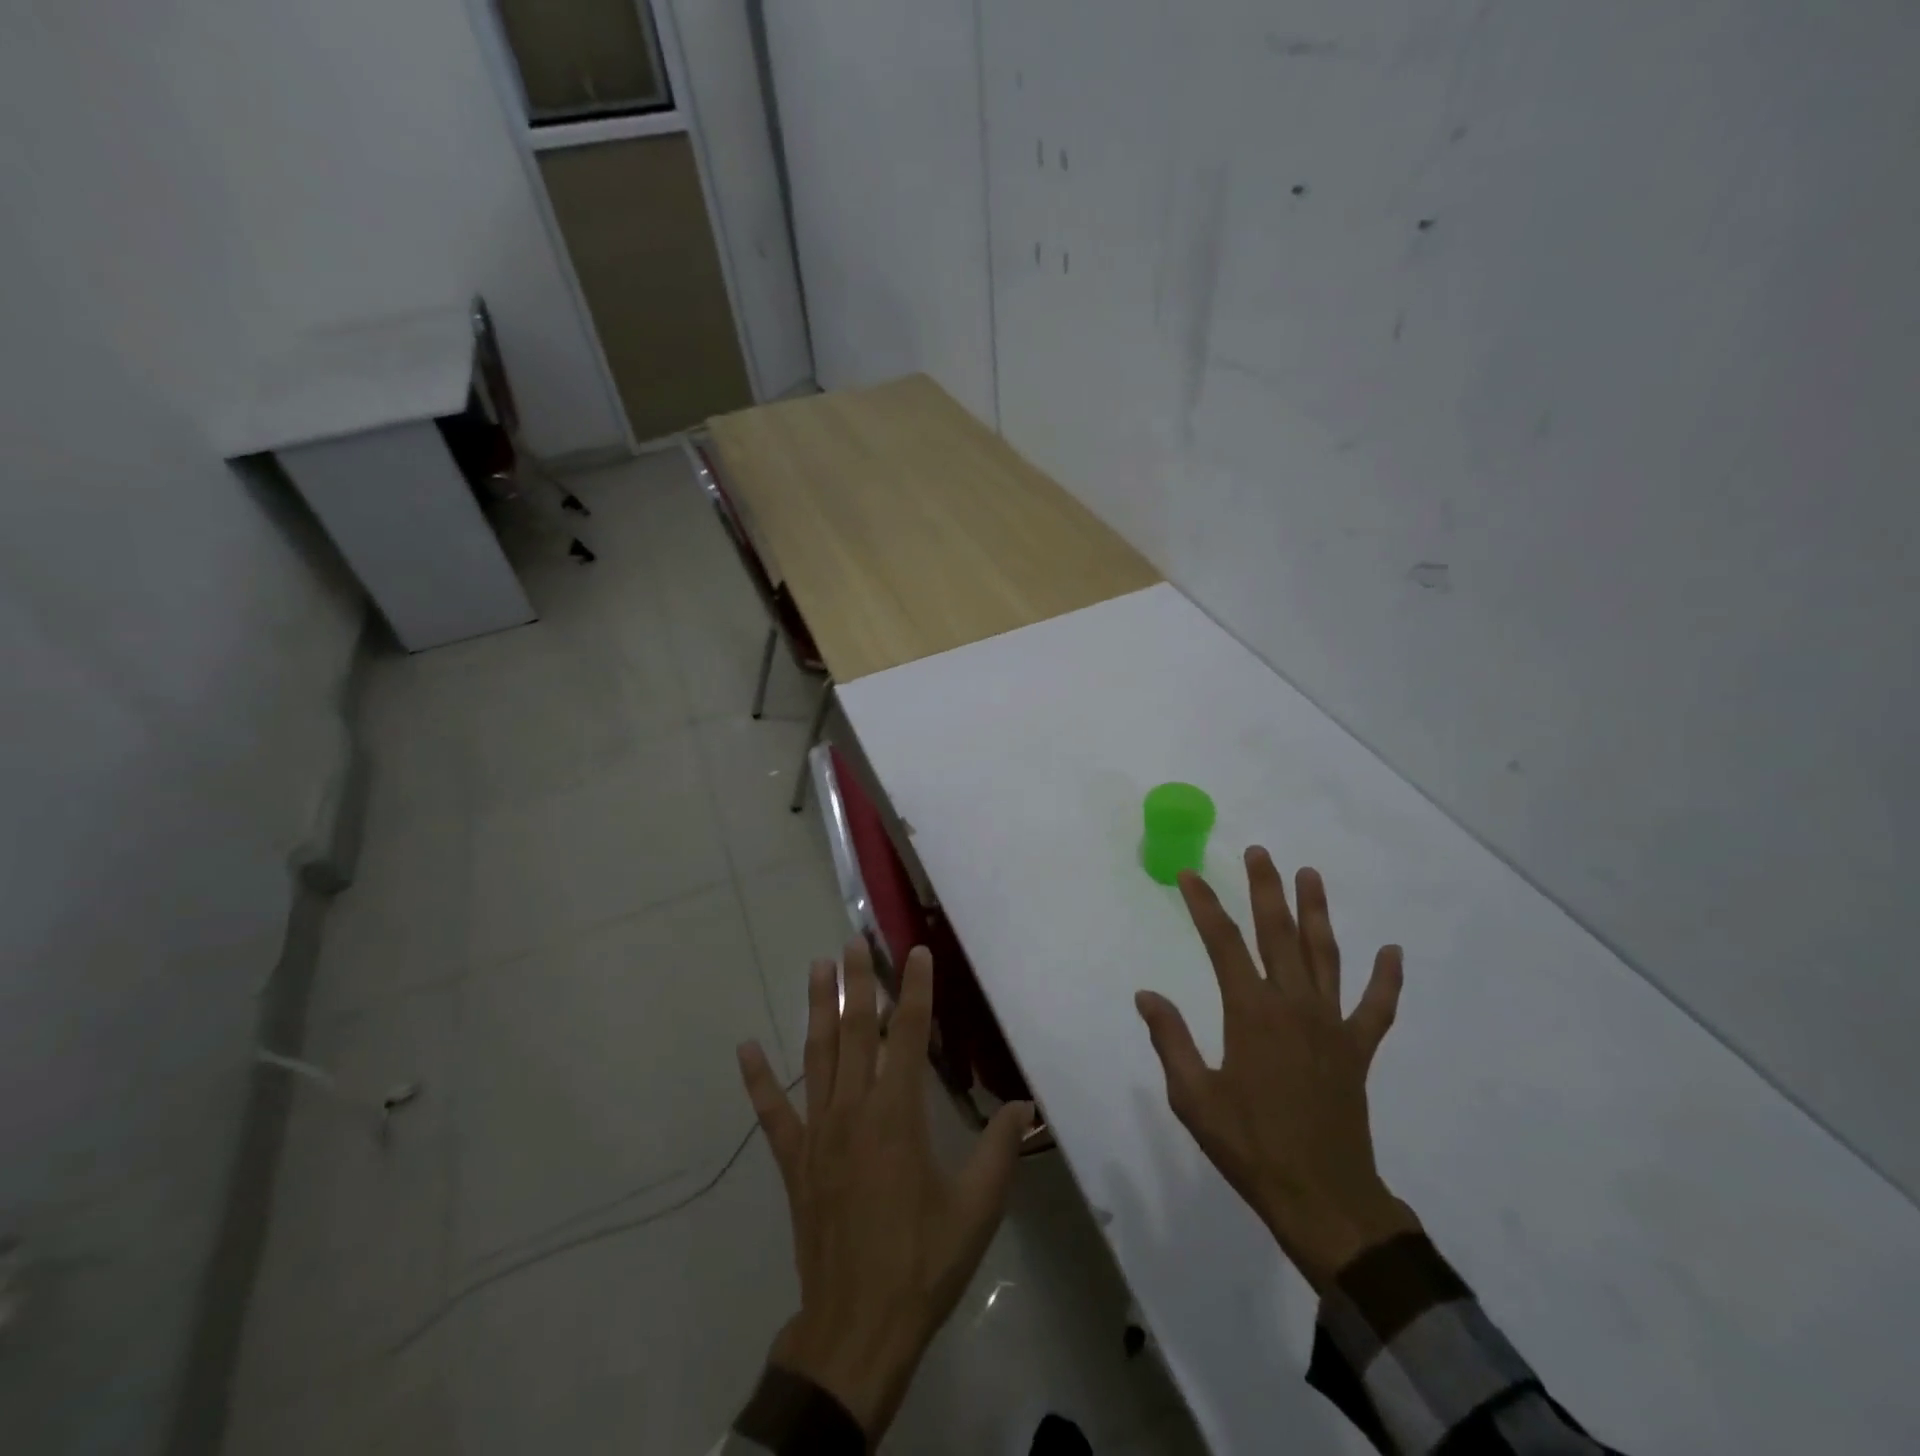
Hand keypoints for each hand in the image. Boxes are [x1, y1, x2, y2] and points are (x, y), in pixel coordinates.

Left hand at [737, 939, 1034, 1439]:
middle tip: (853, 940)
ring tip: (815, 967)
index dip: (914, 990)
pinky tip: (745, 1048)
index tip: (915, 952)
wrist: (857, 1329)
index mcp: (898, 1115)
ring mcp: (818, 1133)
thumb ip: (999, 1149)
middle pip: (855, 1031)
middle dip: (856, 982)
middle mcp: (853, 1110)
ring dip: (816, 1009)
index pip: (908, 1035)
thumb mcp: (977, 1208)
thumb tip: (1025, 1104)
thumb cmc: (922, 1262)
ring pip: (816, 1055)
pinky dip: (757, 1080)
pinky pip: (771, 1113)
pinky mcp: (794, 1162)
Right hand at [1136, 848, 1419, 1290]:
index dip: (1204, 904)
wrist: (1323, 1200)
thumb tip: (1146, 995)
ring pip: (1325, 955)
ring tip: (1310, 875)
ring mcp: (1331, 1025)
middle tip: (1260, 853)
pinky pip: (1376, 1007)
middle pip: (1277, 933)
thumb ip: (1171, 1039)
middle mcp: (1293, 1005)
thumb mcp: (1193, 1097)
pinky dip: (1386, 979)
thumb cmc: (1250, 1146)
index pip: (1222, 943)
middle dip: (1266, 889)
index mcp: (1250, 1012)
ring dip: (1317, 913)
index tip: (1190, 875)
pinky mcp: (1358, 1050)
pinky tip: (1392, 952)